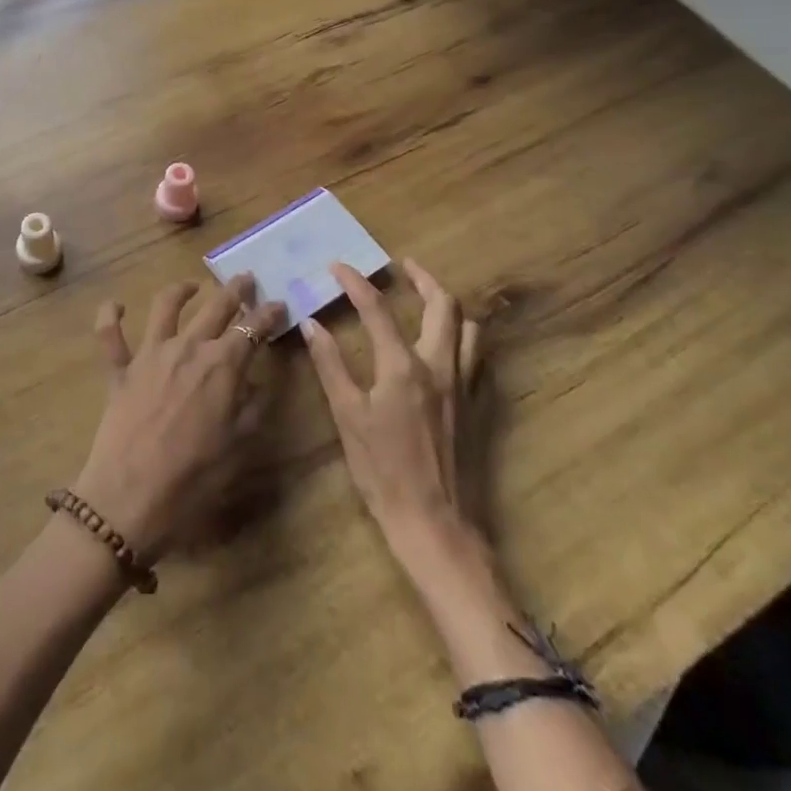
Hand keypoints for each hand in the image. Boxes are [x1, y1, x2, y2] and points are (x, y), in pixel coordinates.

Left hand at [73, 276, 284, 559]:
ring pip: (166, 306)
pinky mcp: (120, 368)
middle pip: (215, 308)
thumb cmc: (194, 478)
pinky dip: (110, 315)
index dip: (268, 314)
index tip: (279, 305)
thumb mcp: (239, 446)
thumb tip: (257, 382)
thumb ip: (252, 407)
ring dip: (181, 290)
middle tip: (245, 279)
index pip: (252, 328)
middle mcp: (187, 348)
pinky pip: (110, 334)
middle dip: (234, 290)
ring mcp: (150, 354)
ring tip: (192, 286)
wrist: (131, 496)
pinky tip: (116, 305)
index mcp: (222, 365)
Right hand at [304, 259, 485, 551]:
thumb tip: (311, 325)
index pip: (378, 309)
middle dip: (423, 278)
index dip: (356, 283)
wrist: (436, 524)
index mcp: (404, 367)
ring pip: (470, 328)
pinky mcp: (478, 407)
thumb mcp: (347, 417)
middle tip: (403, 267)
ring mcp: (466, 386)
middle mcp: (440, 367)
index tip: (338, 266)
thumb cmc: (383, 471)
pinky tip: (447, 346)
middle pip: (444, 305)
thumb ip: (330, 366)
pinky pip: (478, 357)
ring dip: (449, 306)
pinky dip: (463, 337)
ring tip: (428, 300)